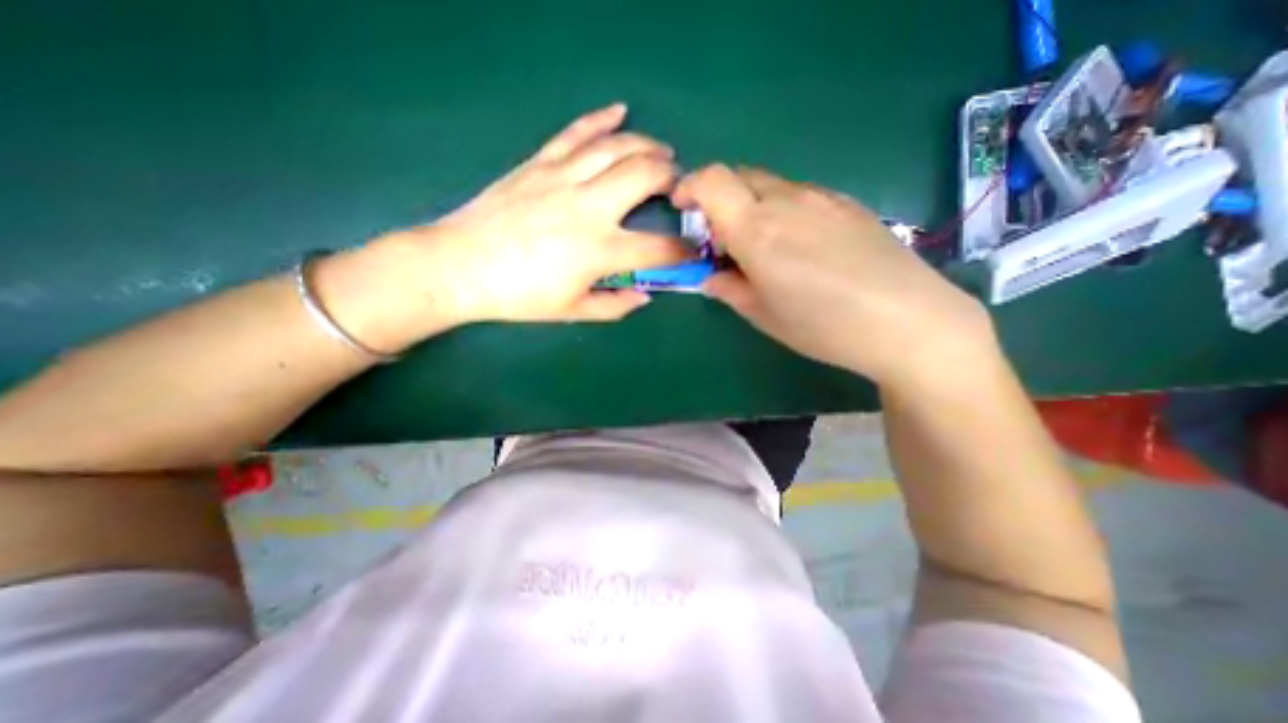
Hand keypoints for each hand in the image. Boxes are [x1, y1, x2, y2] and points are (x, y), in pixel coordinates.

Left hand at [368, 101, 689, 327]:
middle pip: (645, 177)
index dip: (682, 251)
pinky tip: (619, 112)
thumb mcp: (572, 311)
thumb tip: (645, 296)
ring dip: (647, 146)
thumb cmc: (519, 296)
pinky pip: (576, 133)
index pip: (658, 249)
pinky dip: (601, 119)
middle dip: (672, 178)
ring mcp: (564, 178)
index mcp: (600, 251)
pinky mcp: (540, 163)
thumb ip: (615, 306)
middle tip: (678, 186)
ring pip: (617, 147)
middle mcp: (589, 207)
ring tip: (662, 153)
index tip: (691, 250)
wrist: (460, 266)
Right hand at [675, 163, 994, 389]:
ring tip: (766, 248)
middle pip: (739, 177)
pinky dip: (783, 210)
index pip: (711, 180)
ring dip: (753, 207)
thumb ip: (729, 289)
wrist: (907, 320)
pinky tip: (801, 246)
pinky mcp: (847, 203)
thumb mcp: (764, 315)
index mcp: (757, 230)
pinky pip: (801, 195)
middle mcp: (786, 201)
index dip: (690, 186)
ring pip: (770, 185)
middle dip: (719, 201)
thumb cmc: (823, 326)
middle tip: (725, 241)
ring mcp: (821, 198)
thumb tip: (711, 277)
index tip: (683, 208)